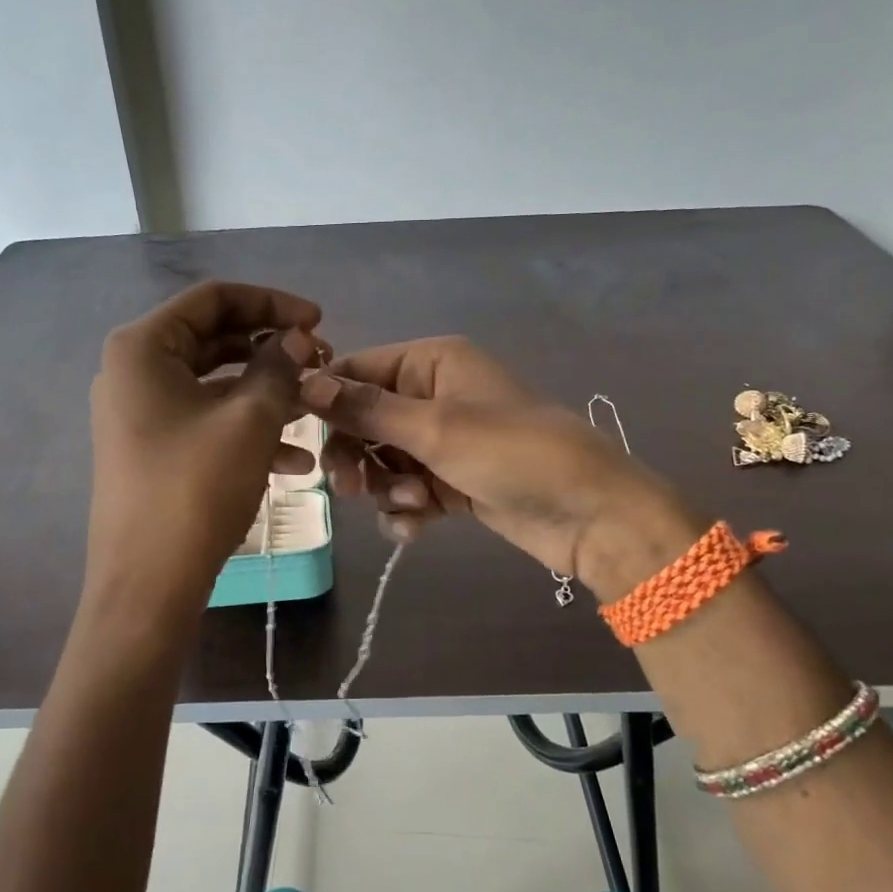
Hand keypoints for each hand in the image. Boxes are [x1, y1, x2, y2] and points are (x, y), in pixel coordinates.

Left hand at [86, 281, 323, 612]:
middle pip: (215, 339)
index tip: (319, 321)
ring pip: (215, 384)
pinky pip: (206, 421)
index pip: (214, 299)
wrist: (147, 586)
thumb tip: (296, 338)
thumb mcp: (250, 421)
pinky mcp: (152, 449)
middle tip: (320, 363)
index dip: (272, 303)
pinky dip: (248, 430)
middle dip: (272, 350)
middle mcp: (133, 371)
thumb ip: (278, 367)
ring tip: (316, 411)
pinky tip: (296, 460)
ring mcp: (140, 413)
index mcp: (143, 348)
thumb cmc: (195, 489)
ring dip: (268, 394)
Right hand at [300, 338, 698, 595]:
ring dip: (386, 488)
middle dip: (357, 456)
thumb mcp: (435, 428)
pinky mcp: (452, 482)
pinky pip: (407, 490)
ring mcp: (443, 441)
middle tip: (352, 488)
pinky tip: (418, 528)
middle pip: (364, 421)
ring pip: (382, 461)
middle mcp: (434, 395)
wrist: (589, 514)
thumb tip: (303, 382)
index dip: (327, 402)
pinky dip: (406, 510)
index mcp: (432, 362)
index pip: (357, 371)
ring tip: (415, 505)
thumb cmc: (512, 453)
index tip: (303, 438)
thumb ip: (366, 410)